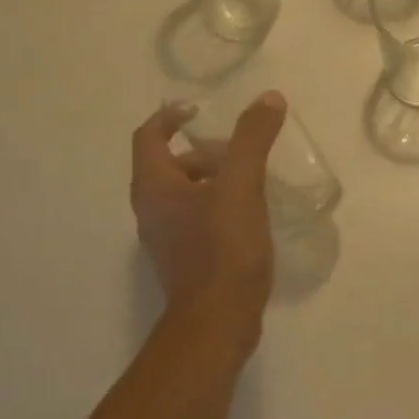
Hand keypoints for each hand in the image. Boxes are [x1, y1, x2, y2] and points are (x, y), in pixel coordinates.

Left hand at [130, 93, 286, 337]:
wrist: (218, 320)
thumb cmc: (223, 248)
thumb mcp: (242, 186)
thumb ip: (252, 139)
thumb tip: (269, 98)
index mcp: (154, 186)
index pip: (149, 136)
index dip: (170, 117)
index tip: (199, 111)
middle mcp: (151, 209)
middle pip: (171, 165)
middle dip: (206, 152)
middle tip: (243, 153)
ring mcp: (166, 237)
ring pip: (186, 193)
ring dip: (215, 179)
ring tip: (254, 181)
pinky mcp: (185, 259)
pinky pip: (197, 218)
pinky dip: (218, 205)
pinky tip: (251, 214)